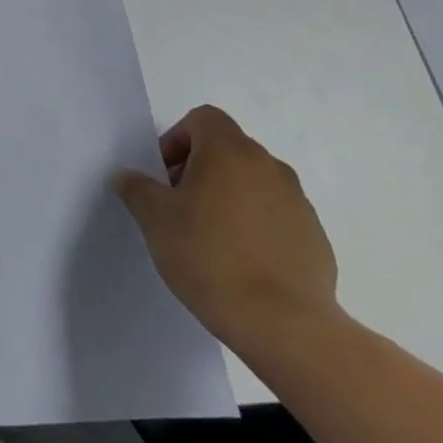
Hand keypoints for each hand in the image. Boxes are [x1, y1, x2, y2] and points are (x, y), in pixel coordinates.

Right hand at [114, 105, 339, 355]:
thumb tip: (127, 176)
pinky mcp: (315, 237)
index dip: (177, 139)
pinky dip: (254, 225)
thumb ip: (137, 188)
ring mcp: (298, 202)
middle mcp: (269, 167)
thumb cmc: (208, 256)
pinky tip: (240, 262)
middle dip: (199, 169)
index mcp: (230, 152)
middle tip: (179, 206)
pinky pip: (275, 215)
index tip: (165, 176)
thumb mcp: (154, 219)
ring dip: (228, 197)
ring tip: (209, 238)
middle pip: (228, 149)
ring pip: (253, 183)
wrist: (282, 323)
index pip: (203, 118)